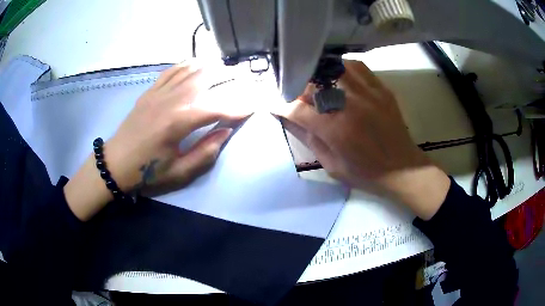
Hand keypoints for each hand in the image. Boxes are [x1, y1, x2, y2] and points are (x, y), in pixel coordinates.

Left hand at [64, 61, 247, 220]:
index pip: (219, 106)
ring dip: (216, 67)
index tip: (257, 106)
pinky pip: (174, 69)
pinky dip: (191, 63)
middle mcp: (172, 99)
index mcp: (179, 121)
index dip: (241, 106)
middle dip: (234, 79)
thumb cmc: (146, 172)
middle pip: (209, 78)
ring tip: (230, 70)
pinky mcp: (151, 90)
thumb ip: (206, 152)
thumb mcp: (179, 172)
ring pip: (193, 69)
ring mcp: (160, 91)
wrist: (115, 163)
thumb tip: (226, 132)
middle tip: (250, 82)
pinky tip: (200, 64)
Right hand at [272, 60, 449, 219]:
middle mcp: (350, 104)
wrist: (402, 167)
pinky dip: (341, 67)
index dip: (282, 106)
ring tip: (316, 83)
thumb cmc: (366, 172)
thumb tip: (287, 118)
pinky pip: (356, 66)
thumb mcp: (332, 165)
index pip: (298, 109)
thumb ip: (308, 139)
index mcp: (336, 129)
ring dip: (319, 74)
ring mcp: (367, 93)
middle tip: (297, 96)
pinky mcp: (380, 88)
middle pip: (313, 83)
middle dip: (299, 88)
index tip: (276, 105)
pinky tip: (338, 76)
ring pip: (333, 68)